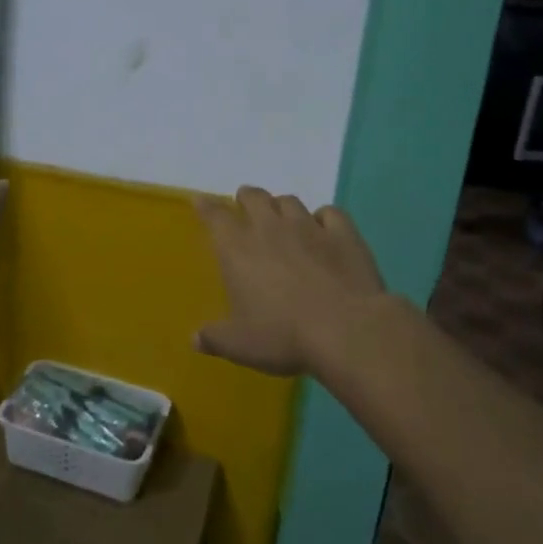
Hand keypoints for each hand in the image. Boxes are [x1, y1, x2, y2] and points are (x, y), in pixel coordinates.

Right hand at [193, 186, 387, 377]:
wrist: (346, 330)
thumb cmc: (283, 336)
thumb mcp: (239, 345)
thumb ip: (214, 338)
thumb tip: (195, 338)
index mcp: (237, 249)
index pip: (215, 217)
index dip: (206, 206)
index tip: (200, 200)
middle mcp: (270, 228)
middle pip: (254, 198)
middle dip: (246, 198)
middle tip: (245, 205)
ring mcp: (309, 227)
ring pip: (290, 202)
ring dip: (281, 206)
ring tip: (281, 216)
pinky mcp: (343, 234)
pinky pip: (330, 213)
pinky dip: (323, 217)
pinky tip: (323, 227)